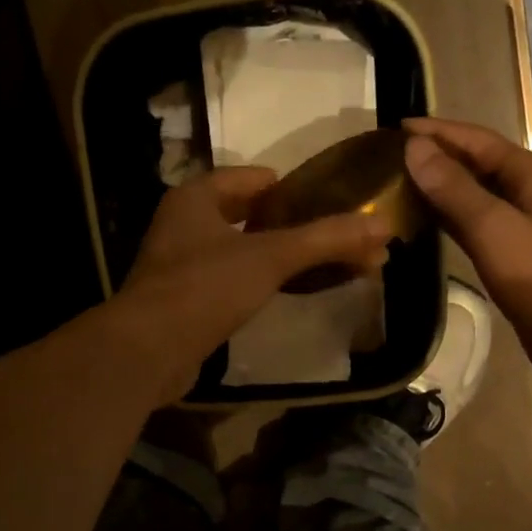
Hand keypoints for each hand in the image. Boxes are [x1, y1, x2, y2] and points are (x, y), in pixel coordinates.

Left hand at [113, 166, 389, 403]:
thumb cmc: (206, 288)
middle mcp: (182, 226)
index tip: (322, 200)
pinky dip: (255, 284)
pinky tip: (280, 296)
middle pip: (244, 215)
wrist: (148, 352)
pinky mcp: (182, 304)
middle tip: (327, 235)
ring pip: (236, 251)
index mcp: (195, 198)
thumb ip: (325, 239)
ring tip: (314, 266)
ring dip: (273, 257)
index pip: (248, 178)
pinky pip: (228, 283)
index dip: (286, 186)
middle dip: (287, 225)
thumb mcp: (271, 257)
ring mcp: (178, 267)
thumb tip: (383, 227)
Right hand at [403, 118, 531, 392]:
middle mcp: (530, 192)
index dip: (436, 132)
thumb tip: (415, 149)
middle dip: (436, 157)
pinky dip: (451, 219)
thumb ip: (454, 189)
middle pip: (477, 164)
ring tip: (399, 186)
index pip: (476, 140)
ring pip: (475, 196)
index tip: (394, 129)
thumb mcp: (494, 229)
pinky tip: (426, 223)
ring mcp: (525, 224)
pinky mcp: (517, 255)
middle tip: (390, 159)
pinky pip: (477, 225)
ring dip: (441, 188)